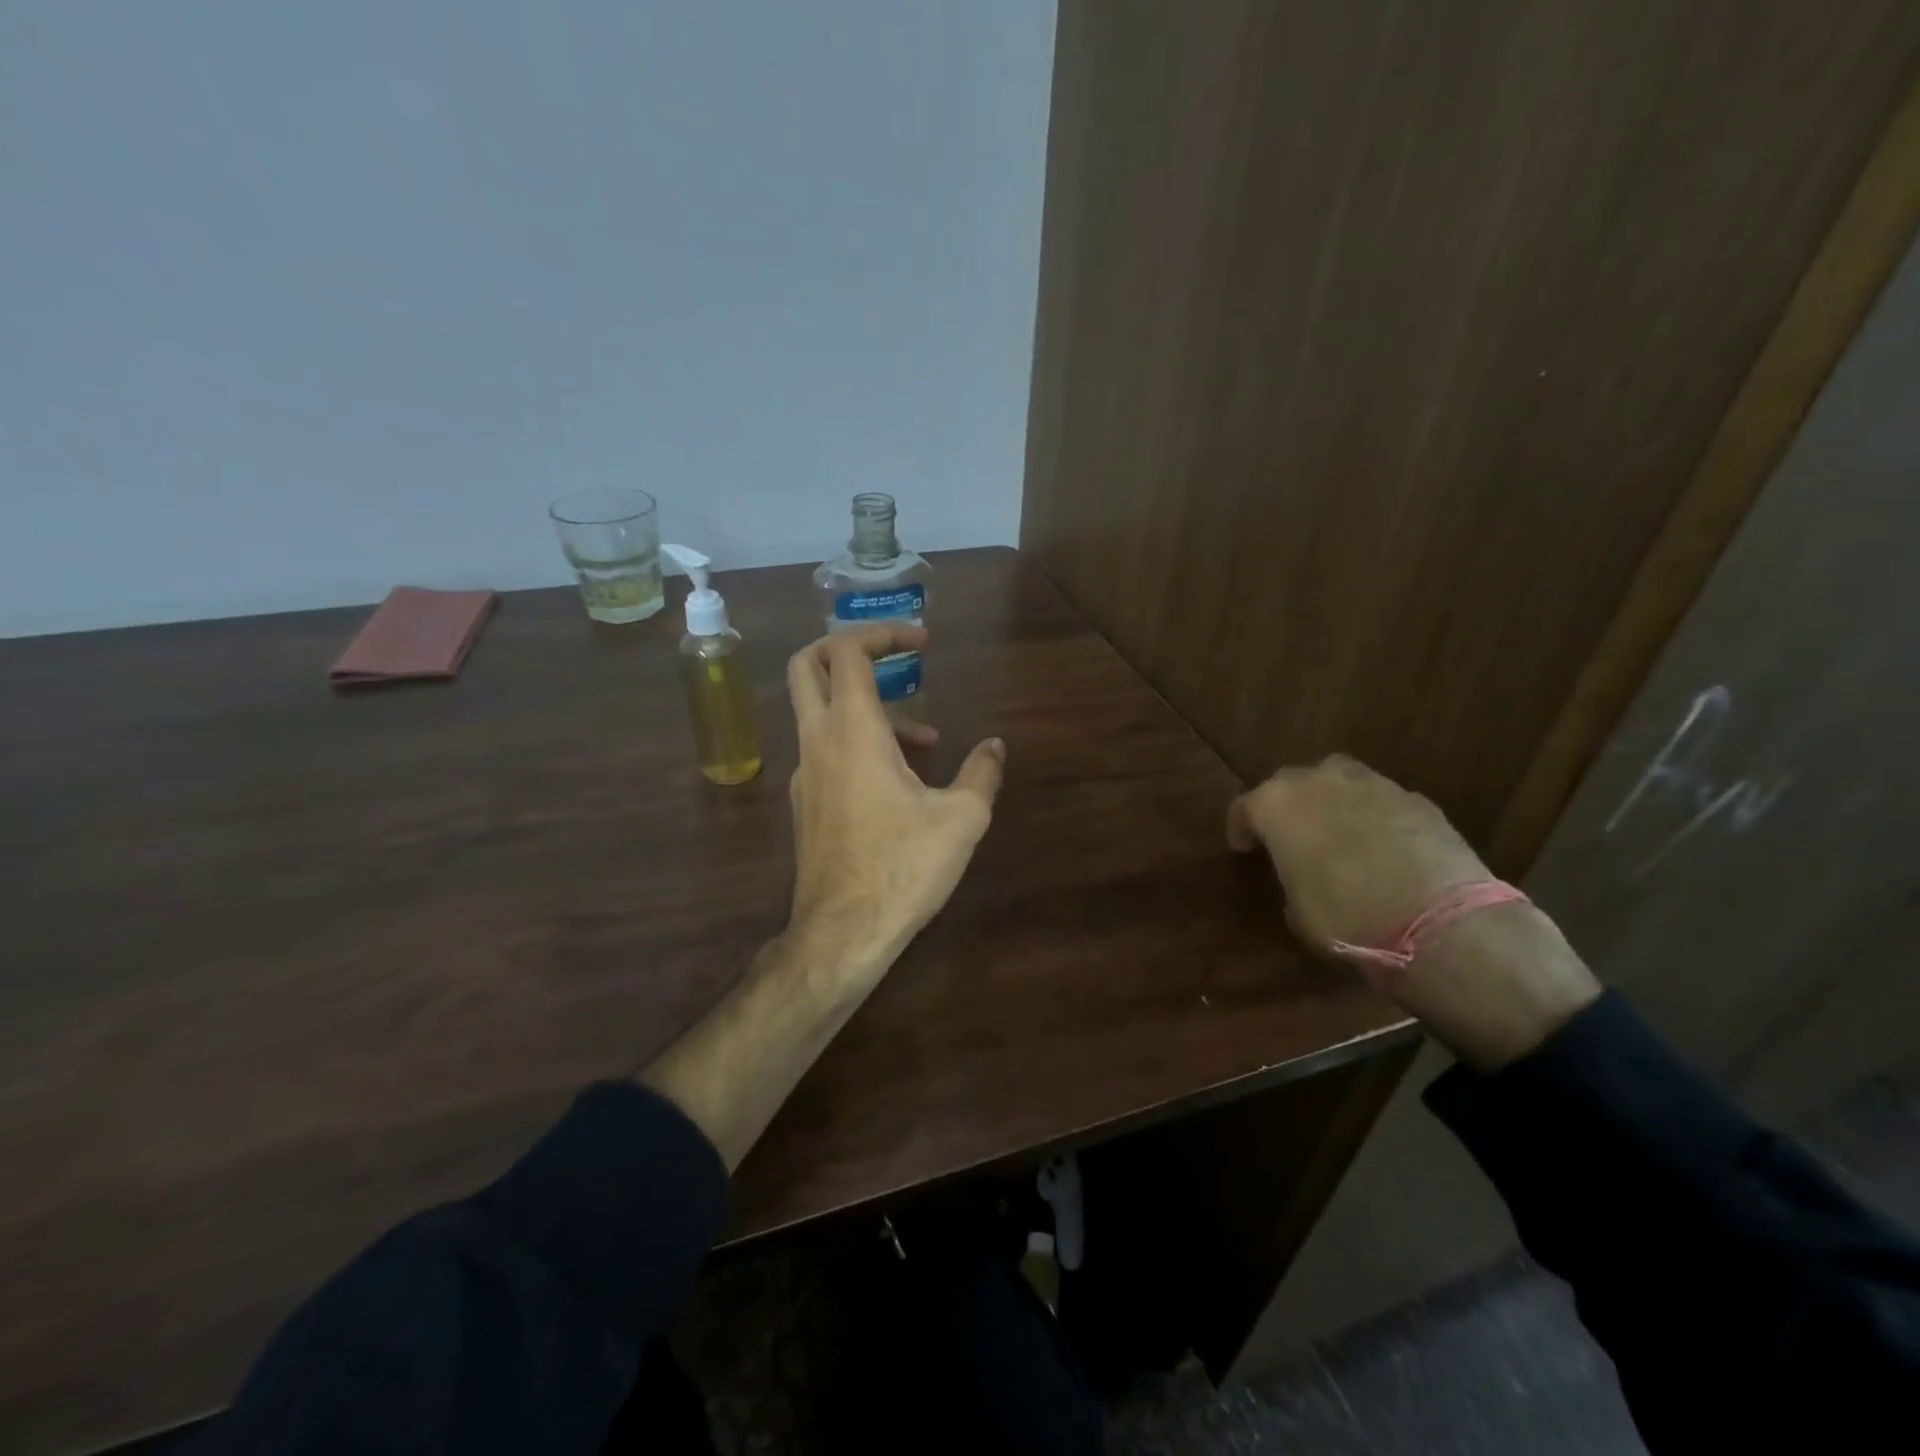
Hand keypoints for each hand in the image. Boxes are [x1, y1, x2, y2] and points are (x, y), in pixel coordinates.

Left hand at [785, 623, 1005, 984]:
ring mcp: (806, 774)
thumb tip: (996, 746)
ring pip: (822, 714)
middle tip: (892, 656)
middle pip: (808, 668)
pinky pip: (828, 752)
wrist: (842, 932)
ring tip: (926, 742)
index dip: (882, 632)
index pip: (848, 652)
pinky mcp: (807, 804)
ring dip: (869, 709)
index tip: (921, 641)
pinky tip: (901, 783)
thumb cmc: (902, 867)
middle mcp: (818, 742)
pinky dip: (860, 744)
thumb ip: (982, 773)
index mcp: (852, 731)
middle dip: (847, 648)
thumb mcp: (962, 818)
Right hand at [1226, 753, 1491, 954]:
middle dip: (1286, 806)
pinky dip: (1373, 815)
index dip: (1240, 828)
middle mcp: (1318, 782)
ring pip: (1338, 778)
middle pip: (1289, 782)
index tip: (1243, 848)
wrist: (1439, 922)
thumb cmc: (1346, 918)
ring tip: (1337, 829)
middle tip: (1289, 835)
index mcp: (1276, 805)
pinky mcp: (1416, 798)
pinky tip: (1382, 844)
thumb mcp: (1297, 910)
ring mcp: (1371, 784)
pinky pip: (1381, 799)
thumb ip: (1291, 877)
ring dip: (1330, 799)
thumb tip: (1304, 874)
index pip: (1244, 807)